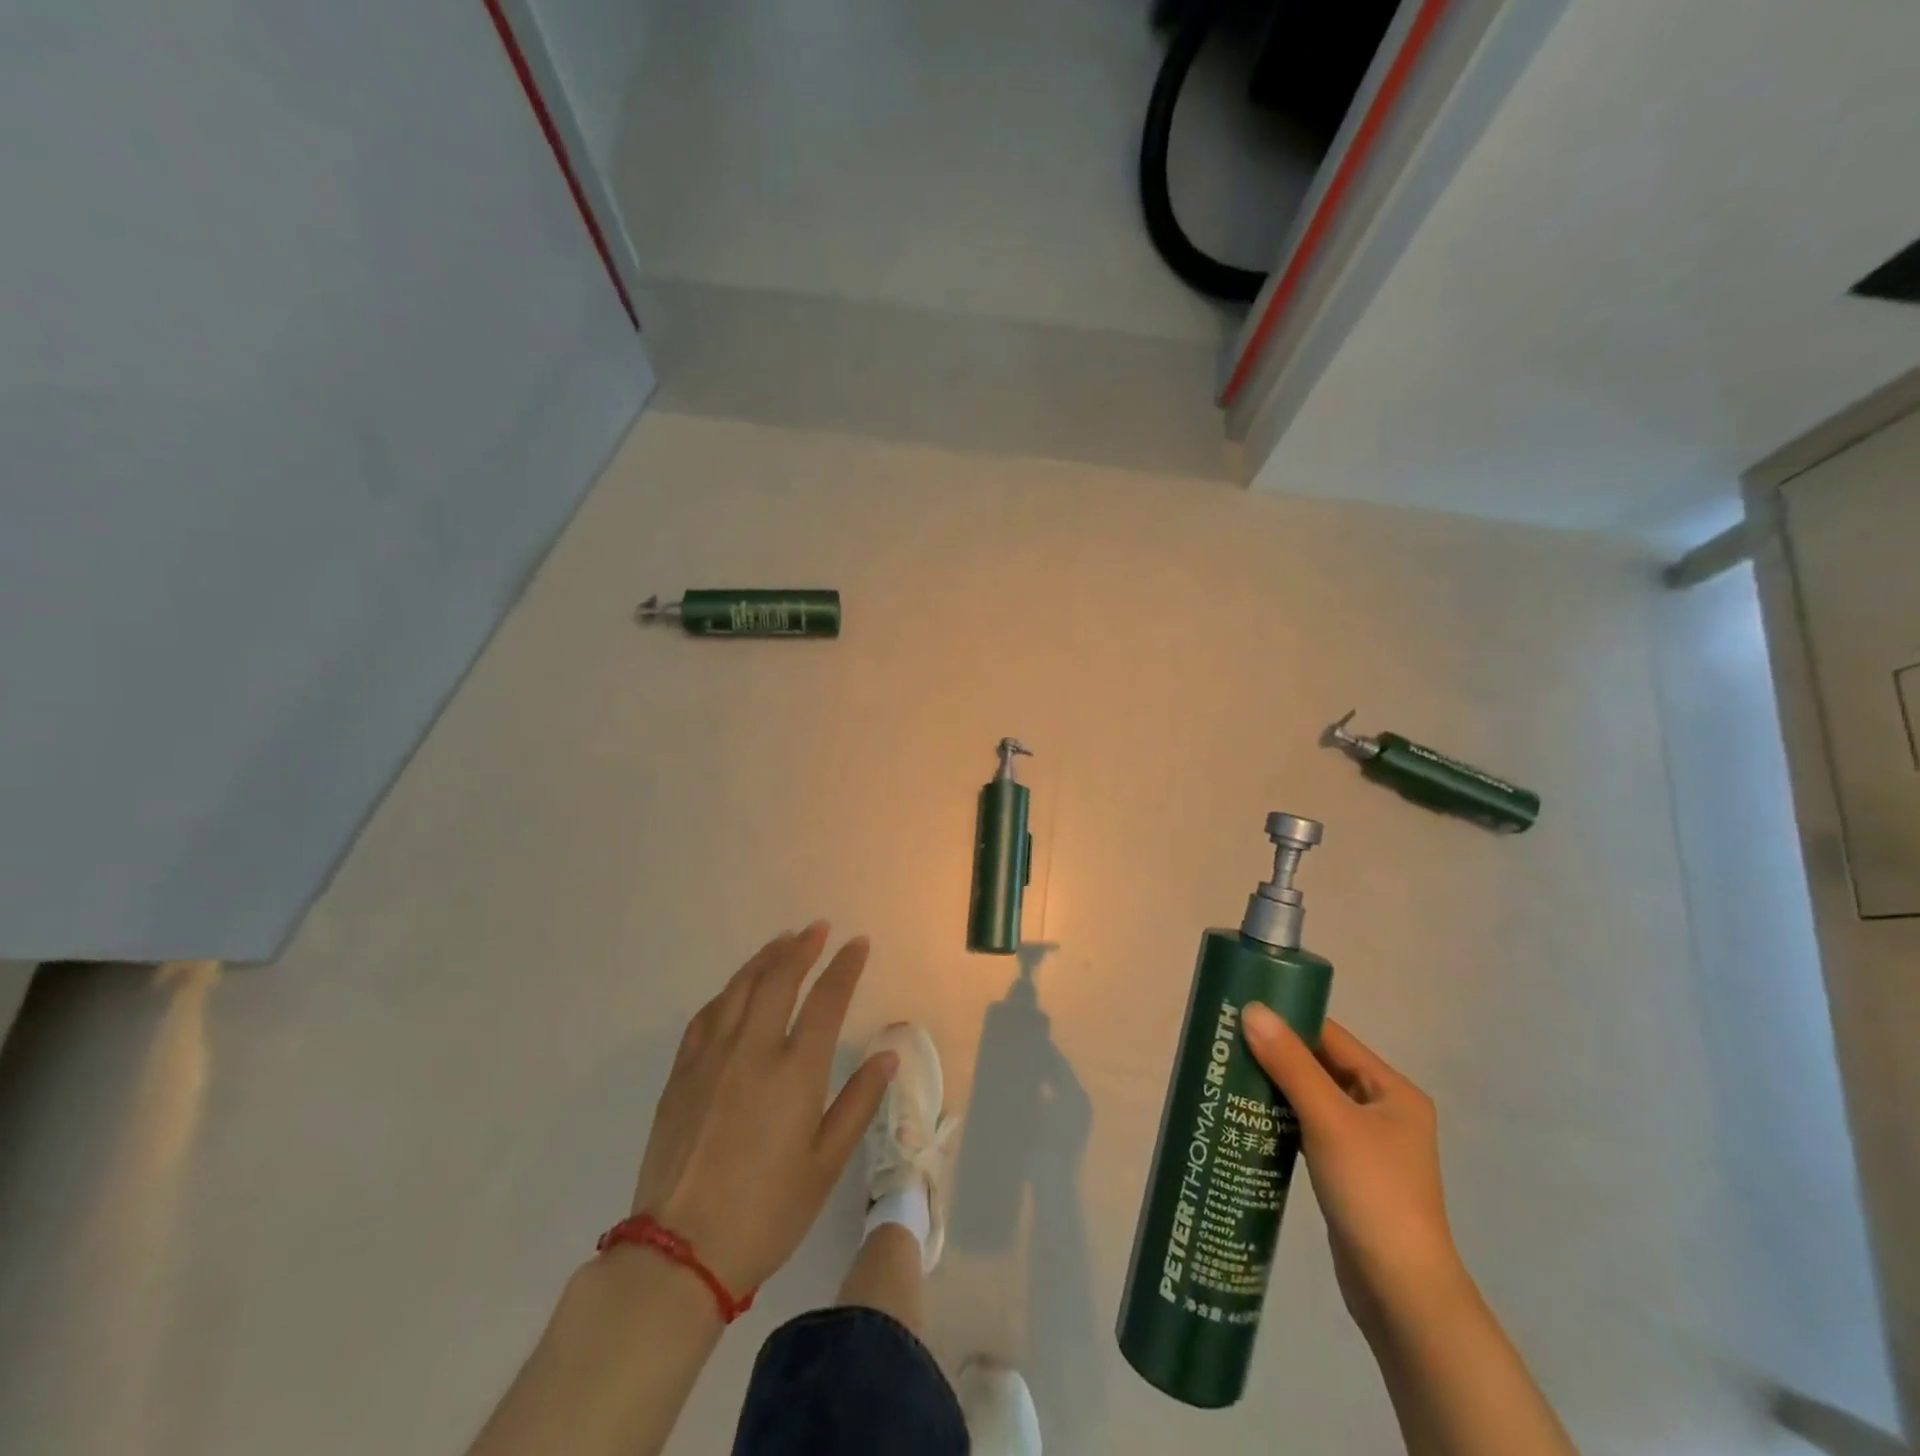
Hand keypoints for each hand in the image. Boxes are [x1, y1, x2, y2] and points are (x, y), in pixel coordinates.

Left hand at [629, 923, 895, 1293]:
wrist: (679, 1252)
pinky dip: (729, 991)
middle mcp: (753, 1050)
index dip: (845, 967)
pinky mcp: (681, 1073)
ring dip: (765, 958)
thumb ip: (857, 1103)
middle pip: (779, 979)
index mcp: (795, 1072)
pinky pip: (708, 1014)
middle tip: (817, 928)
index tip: (858, 943)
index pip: (827, 1000)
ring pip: (740, 988)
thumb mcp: (824, 1166)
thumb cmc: (766, 1213)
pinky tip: (736, 989)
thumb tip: (887, 1055)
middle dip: (802, 947)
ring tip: (782, 941)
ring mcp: (711, 1057)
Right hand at [1240, 1005, 1468, 1336]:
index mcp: (1392, 1090)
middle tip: (1226, 1042)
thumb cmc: (1372, 1193)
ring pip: (1312, 1099)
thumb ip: (1290, 1064)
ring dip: (1276, 1087)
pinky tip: (1249, 1117)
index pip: (1331, 1037)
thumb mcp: (1328, 1120)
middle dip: (1276, 1054)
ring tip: (1229, 1074)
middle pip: (1321, 1066)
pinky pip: (1310, 1129)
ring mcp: (1367, 1144)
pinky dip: (1282, 1119)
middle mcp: (1384, 1110)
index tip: (1240, 1011)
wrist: (1401, 1294)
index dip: (1288, 1020)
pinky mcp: (1349, 1172)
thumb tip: (1251, 1009)